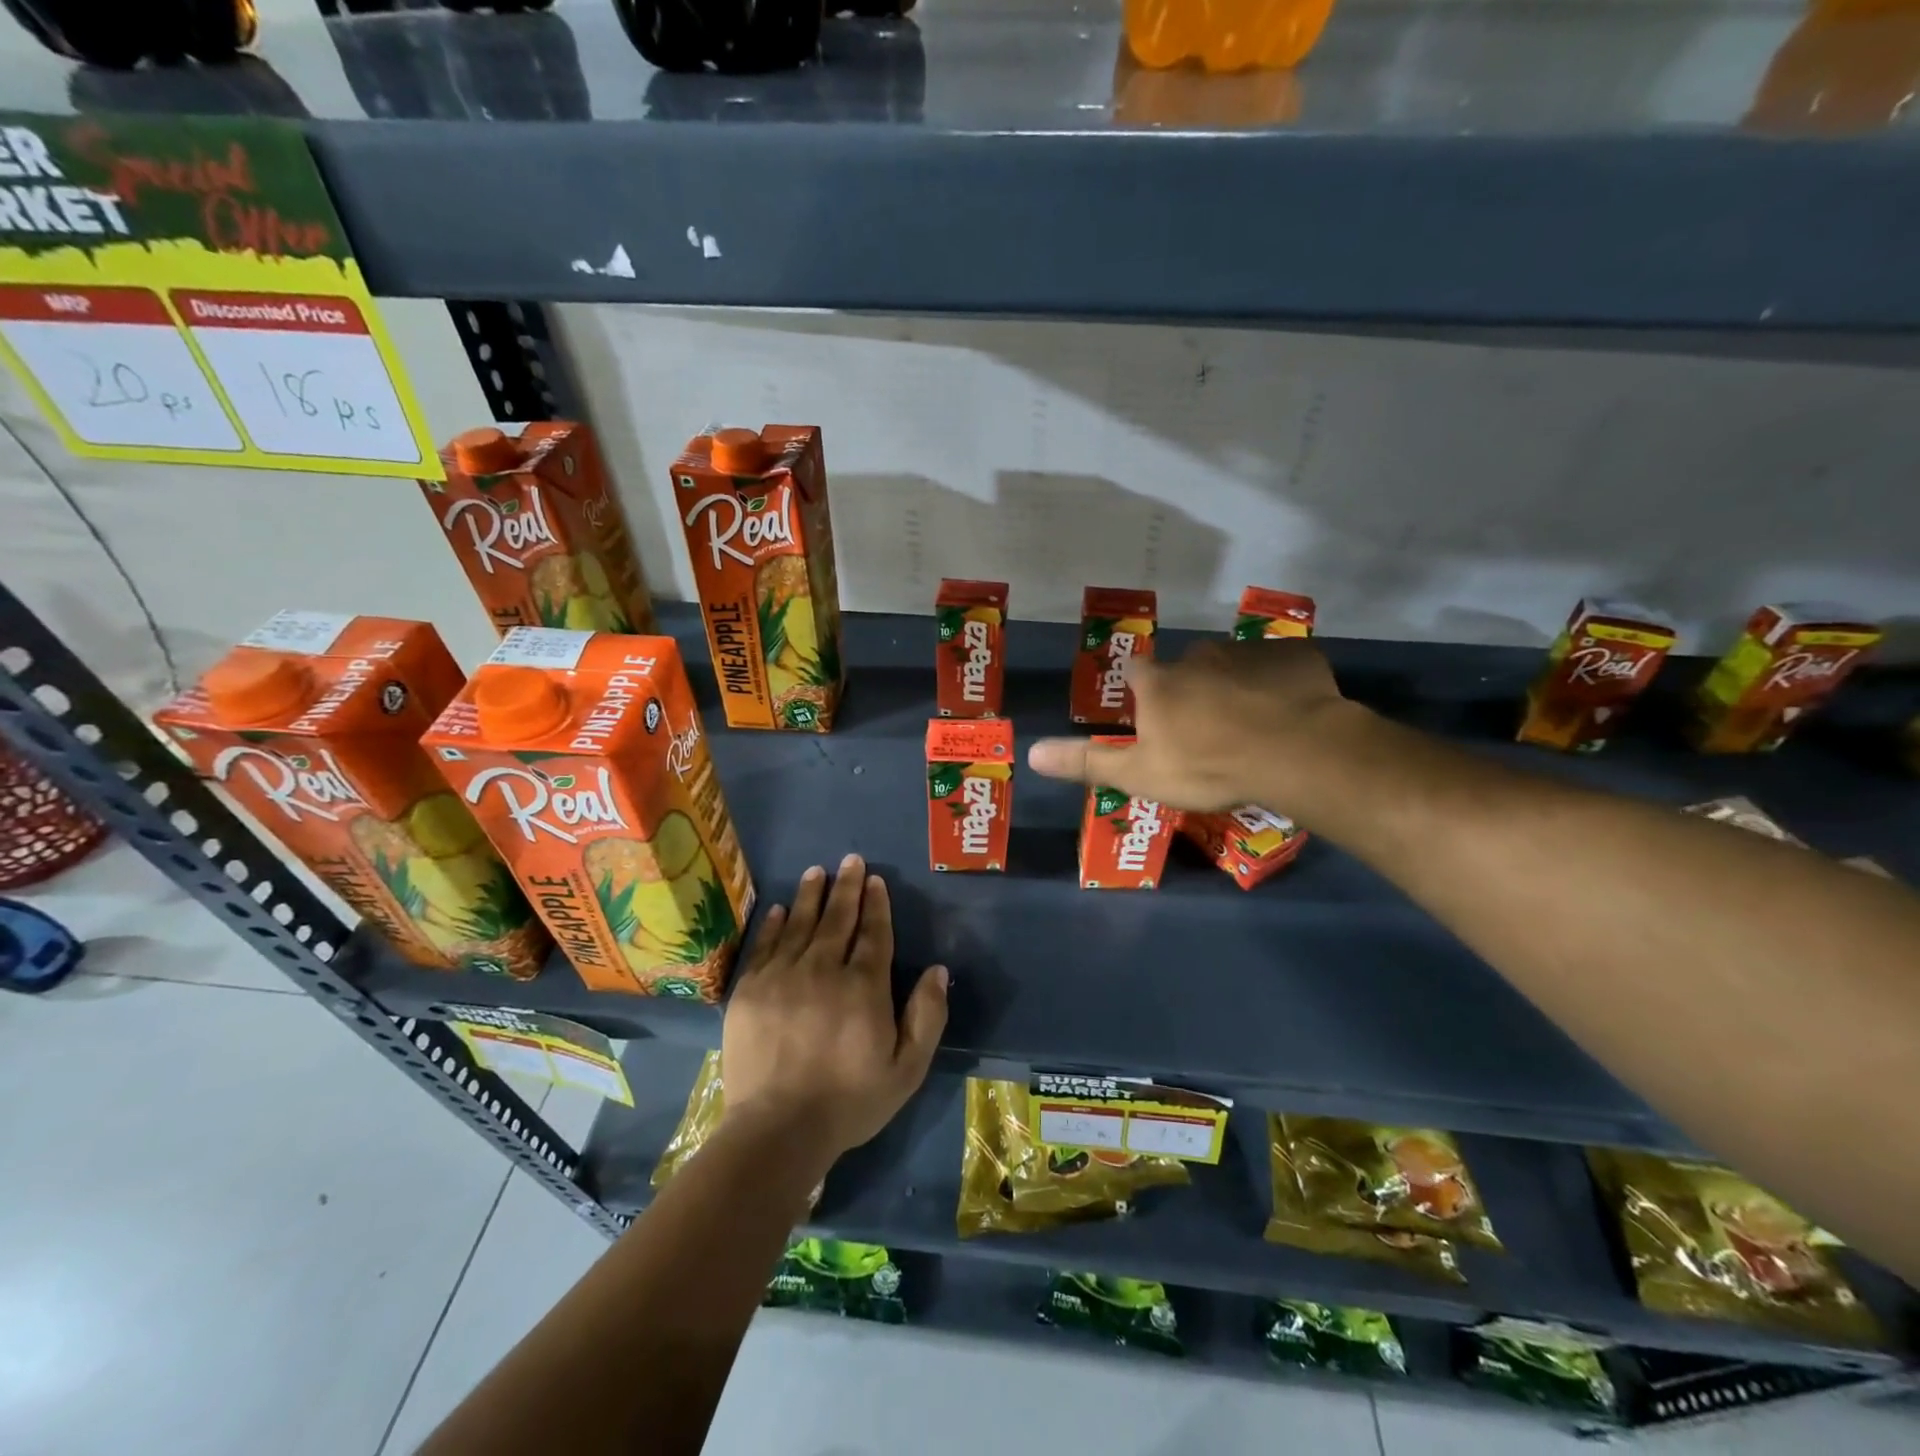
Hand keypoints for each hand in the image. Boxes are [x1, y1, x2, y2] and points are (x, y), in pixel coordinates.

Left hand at [721, 855, 947, 1177]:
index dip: (876, 905)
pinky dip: (775, 924)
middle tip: (850, 860)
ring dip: (811, 895)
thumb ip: (927, 1016)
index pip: (873, 934)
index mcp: (863, 987)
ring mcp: (783, 977)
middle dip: (847, 887)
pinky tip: (782, 909)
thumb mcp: (907, 1069)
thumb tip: (938, 969)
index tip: (875, 880)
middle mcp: (823, 970)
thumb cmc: (849, 1101)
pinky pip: (766, 946)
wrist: (777, 1130)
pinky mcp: (751, 990)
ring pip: (801, 924)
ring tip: (817, 871)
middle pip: (838, 919)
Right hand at [1028, 638, 1355, 813]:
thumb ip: (1087, 762)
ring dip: (1236, 687)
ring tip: (1253, 725)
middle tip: (1206, 729)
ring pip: (1233, 667)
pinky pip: (1280, 668)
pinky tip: (1290, 713)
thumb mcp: (1140, 774)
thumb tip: (1030, 753)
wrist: (1294, 752)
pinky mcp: (1294, 656)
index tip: (1151, 714)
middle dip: (1191, 690)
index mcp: (1159, 682)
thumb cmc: (1207, 766)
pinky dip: (1279, 685)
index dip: (1140, 691)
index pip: (1135, 672)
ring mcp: (1248, 652)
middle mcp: (1198, 655)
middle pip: (1186, 668)